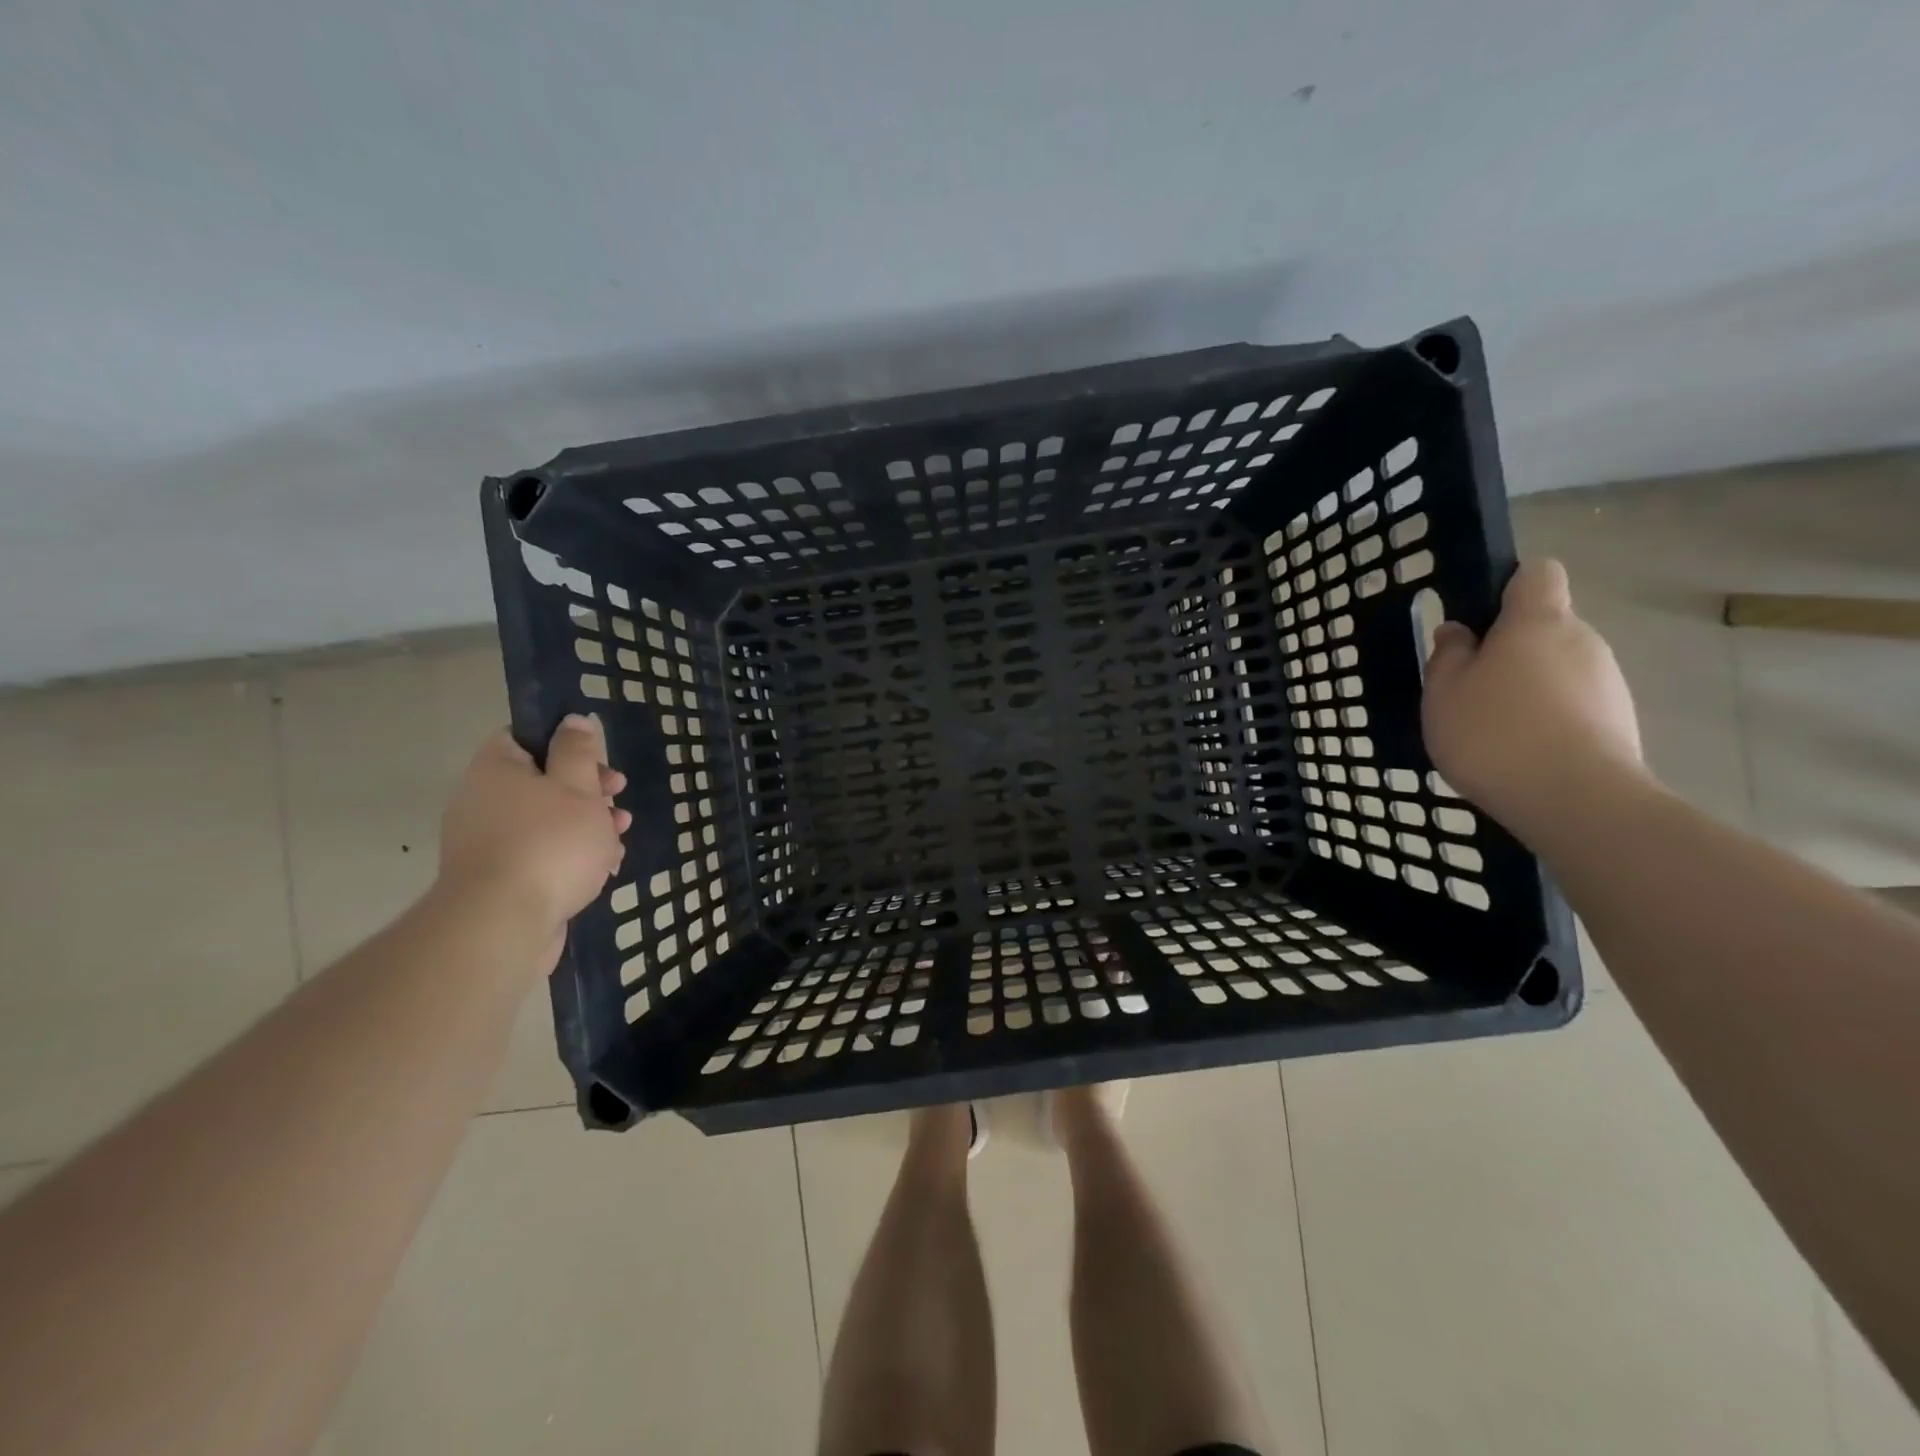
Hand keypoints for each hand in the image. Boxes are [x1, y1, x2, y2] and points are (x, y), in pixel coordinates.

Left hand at [438, 715, 630, 970]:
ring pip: (547, 822)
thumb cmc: (549, 842)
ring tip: (618, 839)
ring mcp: (488, 844)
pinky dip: (571, 858)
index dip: (564, 743)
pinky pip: (541, 856)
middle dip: (588, 791)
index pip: (523, 738)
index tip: (596, 759)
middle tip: (616, 797)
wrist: (503, 924)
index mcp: (496, 770)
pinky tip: (602, 870)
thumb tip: (573, 720)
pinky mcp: (500, 881)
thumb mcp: (578, 787)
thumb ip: (578, 751)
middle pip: (542, 782)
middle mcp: (483, 802)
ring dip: (587, 826)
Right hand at [1420, 559, 1646, 838]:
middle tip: (1469, 688)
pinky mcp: (1619, 721)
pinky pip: (1573, 705)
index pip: (1537, 573)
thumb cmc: (1494, 733)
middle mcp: (1582, 640)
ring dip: (1528, 687)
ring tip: (1493, 730)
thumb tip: (1459, 632)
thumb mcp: (1443, 692)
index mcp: (1538, 621)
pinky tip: (1521, 753)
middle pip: (1546, 627)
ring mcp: (1607, 681)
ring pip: (1559, 669)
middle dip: (1510, 649)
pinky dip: (1549, 719)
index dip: (1508, 588)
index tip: (1479, 620)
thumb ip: (1448, 656)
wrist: (1575, 800)